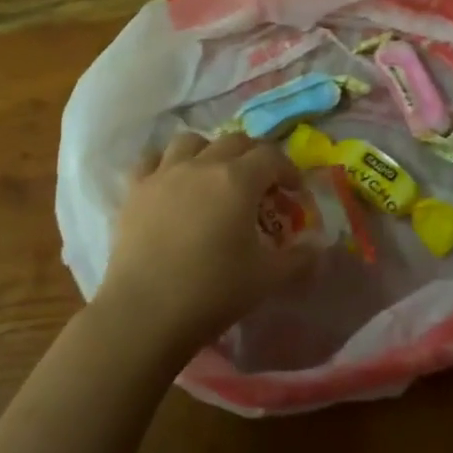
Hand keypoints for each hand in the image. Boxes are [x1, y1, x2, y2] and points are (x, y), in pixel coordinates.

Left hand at [94, 131, 313, 362]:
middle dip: (254, 156)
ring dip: (209, 151)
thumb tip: (316, 248)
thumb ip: (298, 259)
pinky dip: (165, 162)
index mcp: (238, 180)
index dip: (288, 170)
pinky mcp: (136, 189)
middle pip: (234, 141)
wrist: (145, 311)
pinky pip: (151, 159)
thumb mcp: (267, 279)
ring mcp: (164, 173)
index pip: (271, 156)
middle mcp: (202, 165)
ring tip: (213, 176)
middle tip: (260, 184)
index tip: (294, 193)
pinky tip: (171, 181)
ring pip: (191, 141)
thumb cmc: (213, 291)